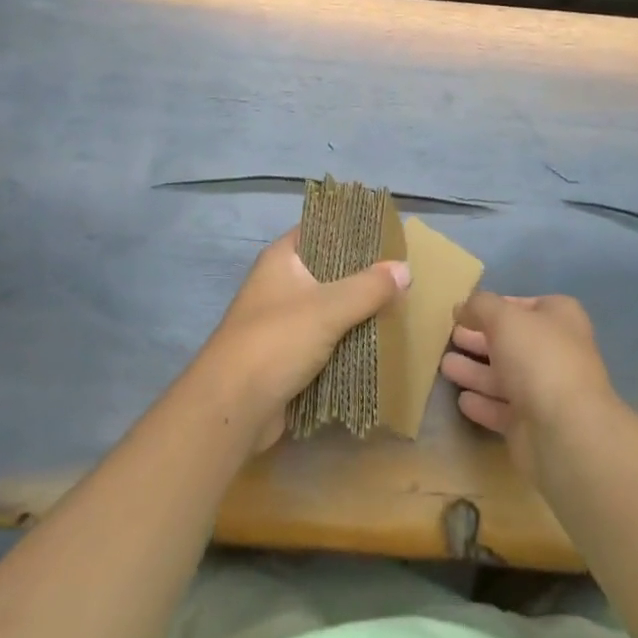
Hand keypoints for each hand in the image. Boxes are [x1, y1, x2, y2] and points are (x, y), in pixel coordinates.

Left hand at [191, 227, 409, 452]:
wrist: (232, 409)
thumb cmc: (276, 341)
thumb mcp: (328, 308)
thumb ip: (369, 287)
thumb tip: (405, 269)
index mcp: (282, 259)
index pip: (320, 228)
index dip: (351, 228)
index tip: (386, 233)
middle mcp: (280, 284)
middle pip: (328, 269)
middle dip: (362, 274)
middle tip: (401, 273)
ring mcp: (282, 321)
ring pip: (328, 307)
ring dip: (357, 311)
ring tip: (397, 305)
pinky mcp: (287, 356)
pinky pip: (325, 340)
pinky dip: (347, 341)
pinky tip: (377, 341)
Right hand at [440, 291, 619, 477]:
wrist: (564, 432)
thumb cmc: (538, 358)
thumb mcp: (503, 317)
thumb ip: (480, 306)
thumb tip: (462, 307)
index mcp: (559, 317)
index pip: (523, 305)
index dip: (495, 306)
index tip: (465, 311)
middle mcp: (556, 351)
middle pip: (511, 341)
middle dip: (479, 340)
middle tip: (450, 337)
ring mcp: (546, 391)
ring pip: (504, 376)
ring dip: (475, 371)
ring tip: (444, 366)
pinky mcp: (533, 426)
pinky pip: (502, 409)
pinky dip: (483, 403)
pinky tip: (462, 399)